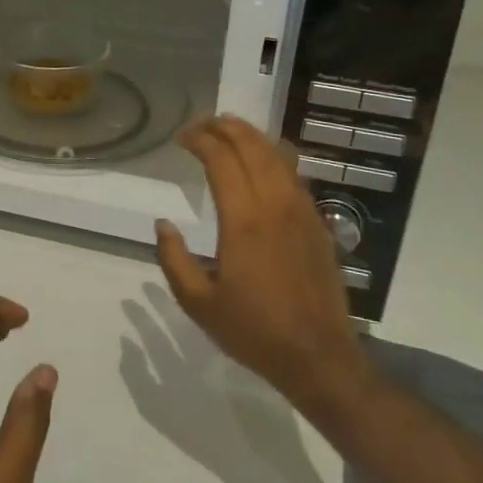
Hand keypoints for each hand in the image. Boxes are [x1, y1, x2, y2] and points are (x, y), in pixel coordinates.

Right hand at [155, 116, 372, 424]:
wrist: (319, 357)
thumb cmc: (254, 330)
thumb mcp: (198, 303)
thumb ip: (174, 259)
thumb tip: (163, 224)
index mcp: (244, 221)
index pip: (222, 159)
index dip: (200, 140)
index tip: (181, 138)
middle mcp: (275, 205)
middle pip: (252, 147)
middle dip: (225, 127)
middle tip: (202, 125)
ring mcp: (301, 212)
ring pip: (278, 155)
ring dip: (251, 136)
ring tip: (229, 131)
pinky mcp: (317, 223)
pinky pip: (294, 175)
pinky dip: (273, 156)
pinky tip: (262, 162)